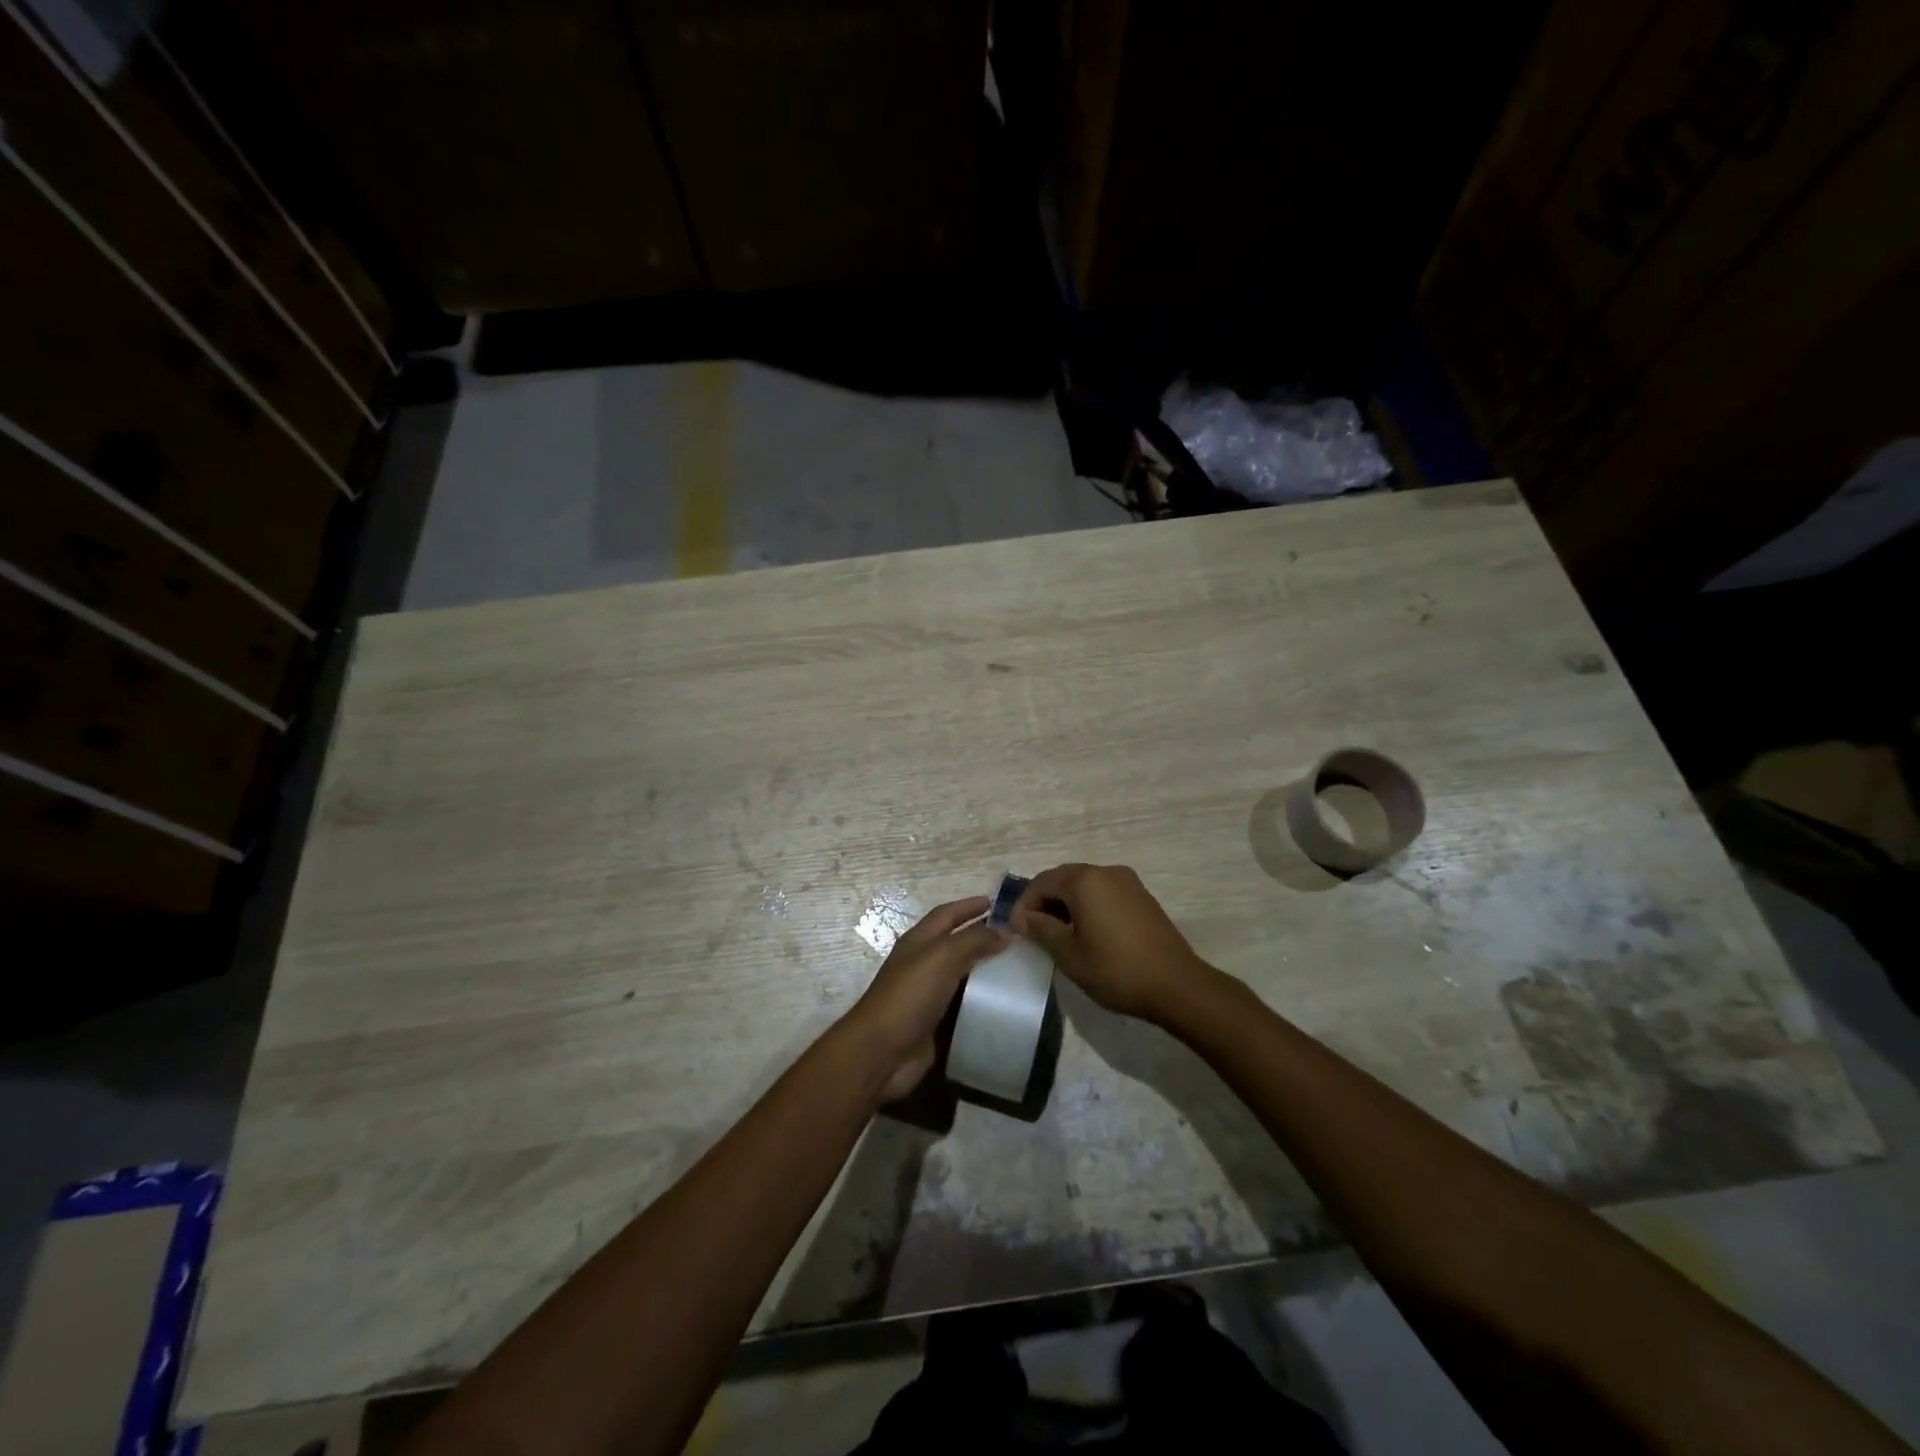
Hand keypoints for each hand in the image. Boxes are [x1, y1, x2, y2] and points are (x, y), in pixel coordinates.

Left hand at [843, 897, 1004, 1102]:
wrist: (882, 1053)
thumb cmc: (909, 996)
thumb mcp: (942, 957)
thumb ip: (974, 940)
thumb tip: (1005, 931)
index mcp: (919, 942)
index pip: (947, 914)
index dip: (969, 906)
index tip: (997, 903)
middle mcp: (924, 964)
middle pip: (957, 944)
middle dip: (984, 938)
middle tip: (1018, 938)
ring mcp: (929, 995)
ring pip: (964, 976)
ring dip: (987, 972)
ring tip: (1020, 970)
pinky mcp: (937, 1024)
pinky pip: (965, 1007)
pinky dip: (985, 1004)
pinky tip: (1008, 1005)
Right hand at [1013, 864, 1211, 1023]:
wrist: (1177, 986)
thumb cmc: (1116, 970)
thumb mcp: (1070, 955)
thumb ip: (1041, 930)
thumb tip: (1021, 918)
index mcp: (1084, 881)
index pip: (1042, 882)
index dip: (1024, 904)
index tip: (1015, 930)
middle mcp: (1106, 871)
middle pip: (1063, 878)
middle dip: (1044, 901)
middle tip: (1033, 931)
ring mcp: (1127, 882)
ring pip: (1084, 885)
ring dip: (1066, 903)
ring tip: (1058, 934)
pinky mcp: (1141, 896)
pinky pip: (1104, 892)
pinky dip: (1088, 905)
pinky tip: (1086, 932)